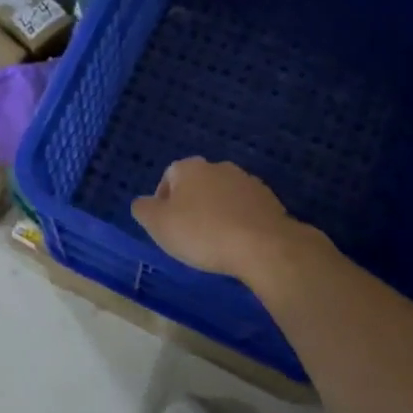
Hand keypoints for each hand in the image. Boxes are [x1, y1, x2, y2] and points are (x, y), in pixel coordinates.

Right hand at [131, 158, 297, 277]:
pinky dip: (239, 221)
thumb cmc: (202, 232)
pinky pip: (245, 209)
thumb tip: (143, 203)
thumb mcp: (158, 224)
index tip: (166, 225)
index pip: (168, 176)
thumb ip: (143, 209)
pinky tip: (238, 242)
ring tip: (215, 240)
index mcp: (189, 168)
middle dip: (191, 204)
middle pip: (197, 184)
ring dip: (216, 212)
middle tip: (188, 233)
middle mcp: (218, 167)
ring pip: (222, 195)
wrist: (263, 246)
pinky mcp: (270, 200)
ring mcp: (247, 182)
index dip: (163, 201)